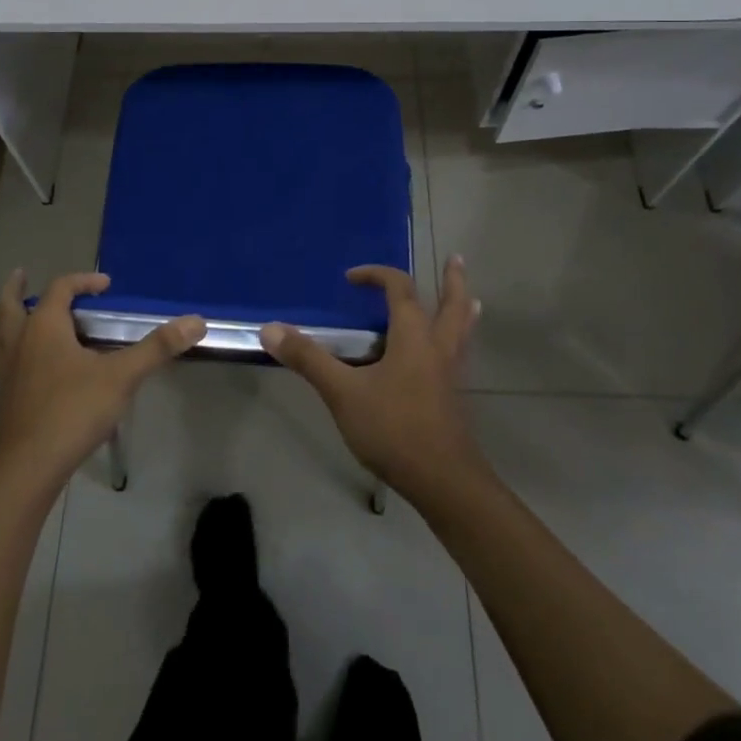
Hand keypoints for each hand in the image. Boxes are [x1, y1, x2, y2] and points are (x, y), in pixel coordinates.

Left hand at [0, 269, 204, 495]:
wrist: (26, 469)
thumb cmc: (72, 412)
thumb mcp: (121, 376)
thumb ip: (157, 348)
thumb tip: (196, 321)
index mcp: (44, 327)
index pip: (60, 289)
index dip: (83, 282)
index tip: (105, 286)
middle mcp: (20, 342)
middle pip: (9, 305)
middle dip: (16, 289)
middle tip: (21, 274)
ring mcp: (7, 372)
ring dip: (2, 317)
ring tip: (9, 312)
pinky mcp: (4, 398)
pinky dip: (3, 348)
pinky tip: (18, 363)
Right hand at [261, 257, 485, 502]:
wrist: (444, 482)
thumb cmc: (394, 428)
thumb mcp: (343, 393)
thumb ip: (309, 359)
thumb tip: (270, 328)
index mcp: (413, 335)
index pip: (399, 288)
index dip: (376, 275)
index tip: (351, 279)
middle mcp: (438, 346)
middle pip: (453, 304)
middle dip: (453, 281)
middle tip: (455, 259)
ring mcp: (452, 373)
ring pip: (463, 330)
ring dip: (464, 309)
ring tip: (471, 299)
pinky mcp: (455, 398)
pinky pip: (461, 355)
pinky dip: (459, 341)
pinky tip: (448, 356)